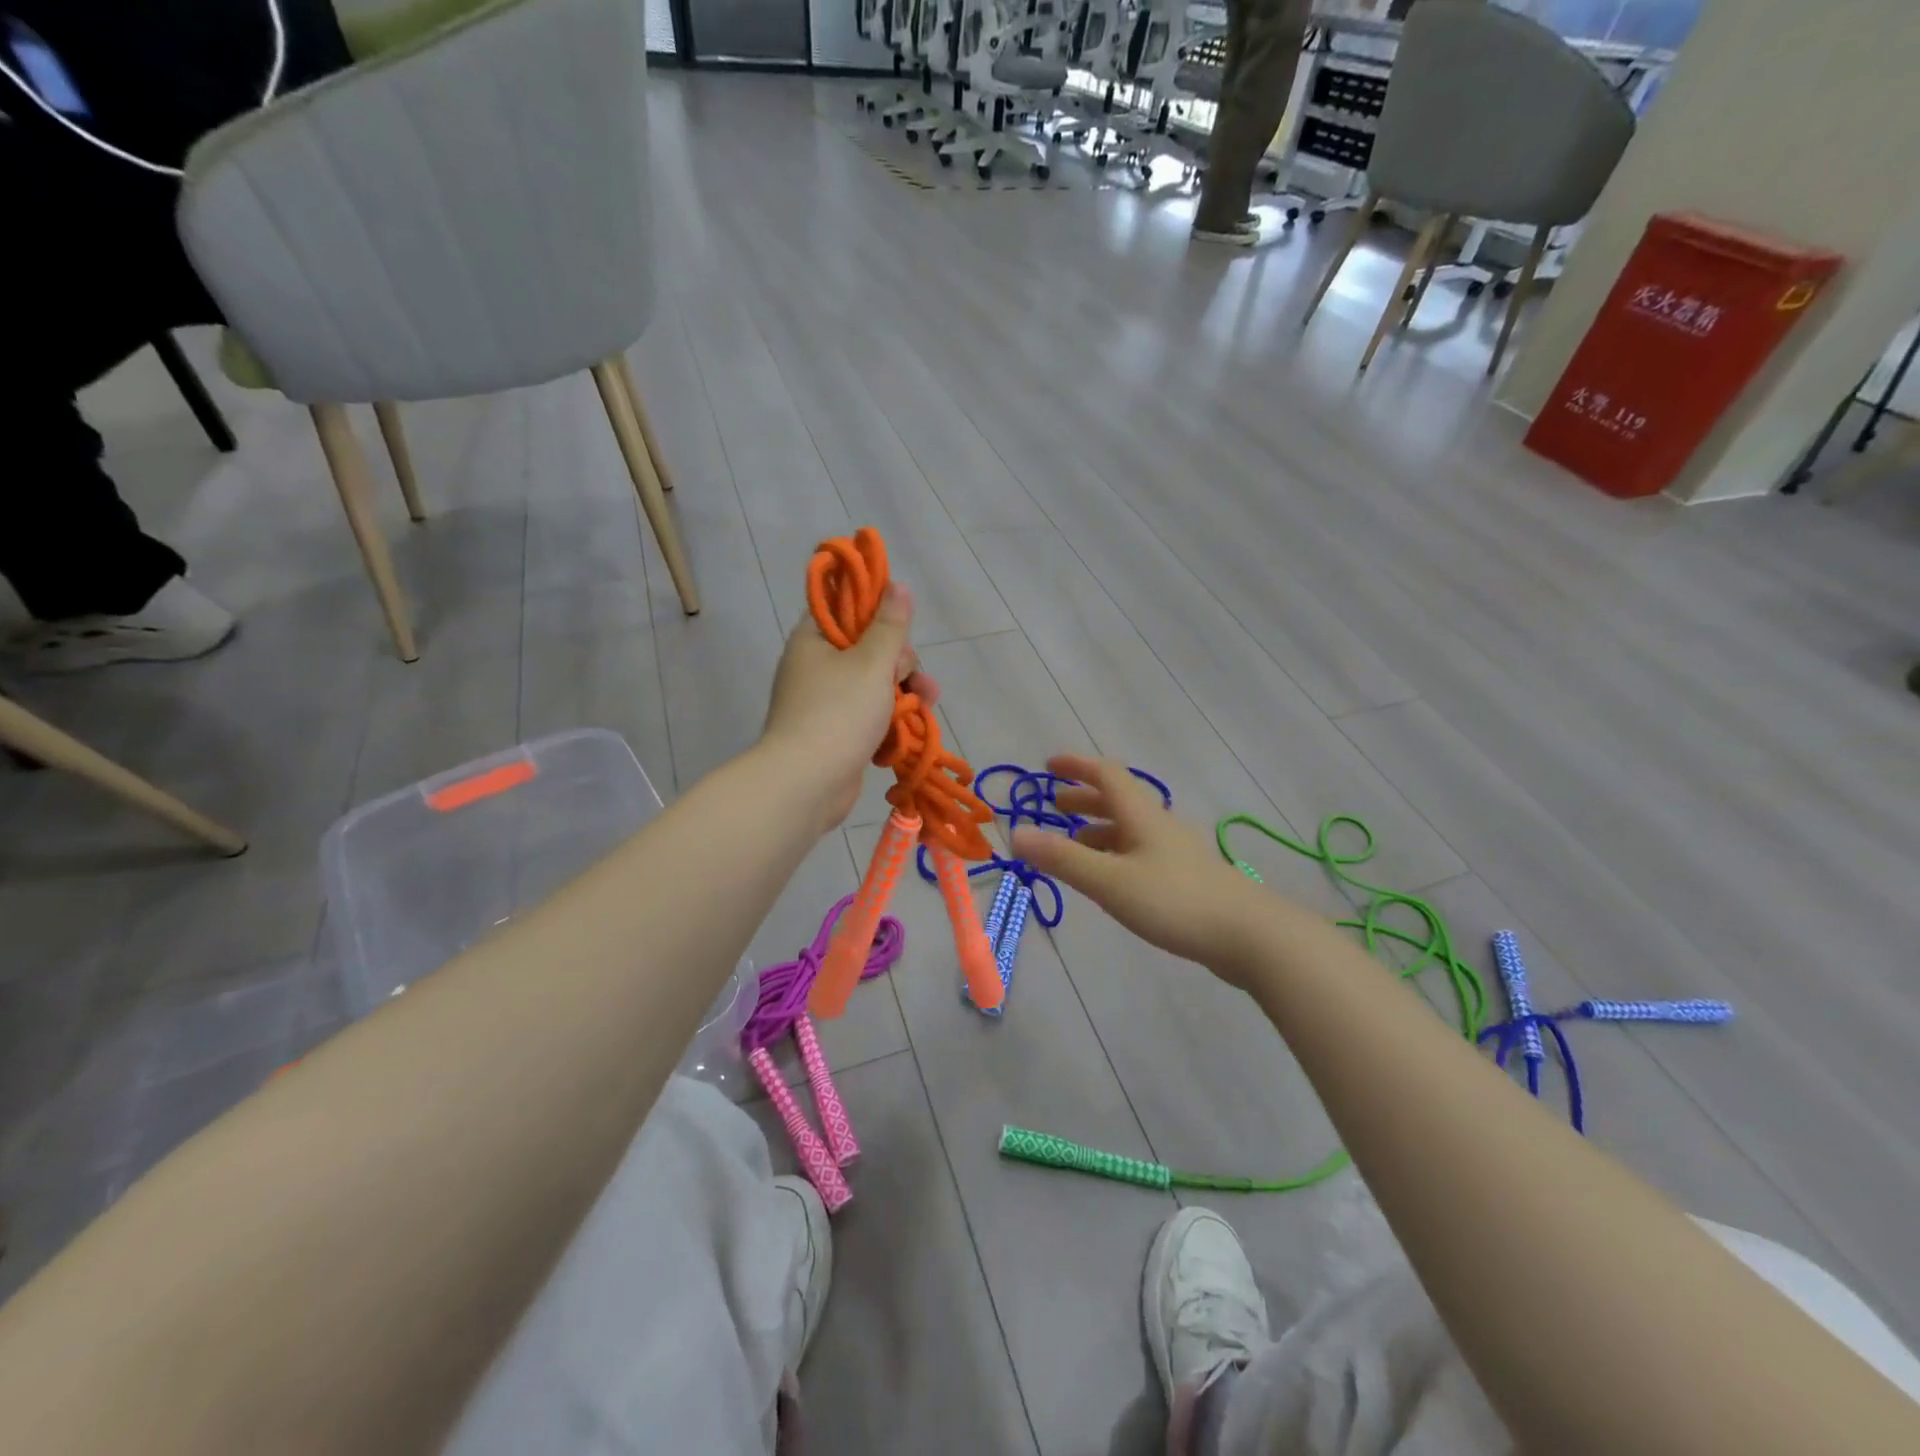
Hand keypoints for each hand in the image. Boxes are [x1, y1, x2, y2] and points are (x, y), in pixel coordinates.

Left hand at [761, 583, 938, 832]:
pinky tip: (908, 733)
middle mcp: (816, 667)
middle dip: (900, 664)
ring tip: (926, 705)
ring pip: (875, 685)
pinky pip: (869, 716)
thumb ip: (890, 626)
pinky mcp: (837, 734)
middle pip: (868, 649)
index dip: (875, 611)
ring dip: (903, 694)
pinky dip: (889, 722)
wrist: (807, 784)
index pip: (845, 608)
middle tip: (909, 679)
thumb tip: (898, 586)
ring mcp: (826, 703)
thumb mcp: (871, 663)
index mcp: (814, 640)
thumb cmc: (839, 713)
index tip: (899, 626)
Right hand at [1011, 754, 1268, 982]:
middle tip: (1054, 807)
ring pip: (1129, 829)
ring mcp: (1175, 851)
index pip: (1106, 774)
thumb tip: (1015, 833)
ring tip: (1073, 845)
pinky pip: (1140, 852)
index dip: (1076, 766)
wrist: (1250, 936)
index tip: (1048, 765)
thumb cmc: (1175, 901)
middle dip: (1083, 799)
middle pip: (1118, 800)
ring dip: (1098, 829)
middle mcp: (1159, 825)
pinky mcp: (1185, 877)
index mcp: (1141, 815)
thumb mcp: (1110, 881)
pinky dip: (1115, 853)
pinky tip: (1110, 879)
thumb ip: (1063, 859)